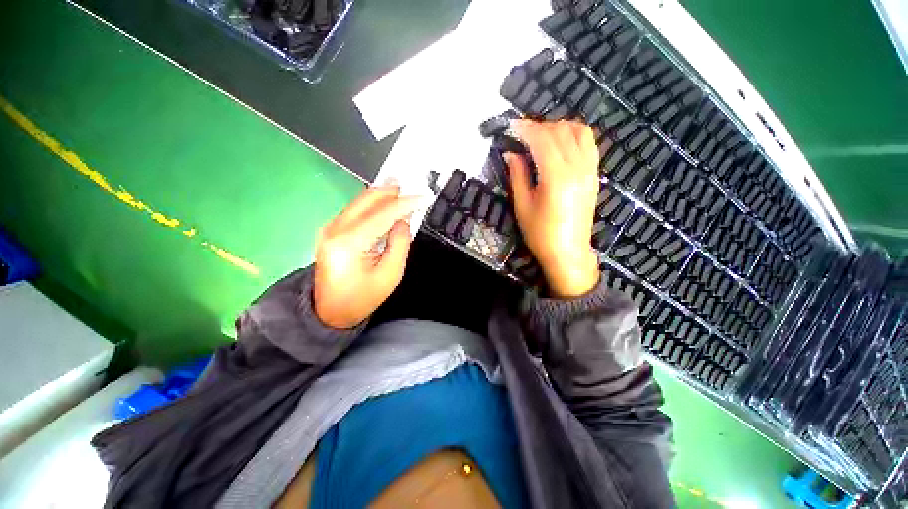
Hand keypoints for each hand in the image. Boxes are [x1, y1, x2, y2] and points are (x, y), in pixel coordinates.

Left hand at [313, 185, 422, 328]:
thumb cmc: (362, 298)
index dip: (406, 203)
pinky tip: (386, 203)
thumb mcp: (390, 275)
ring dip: (383, 195)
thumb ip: (400, 243)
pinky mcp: (331, 230)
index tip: (425, 196)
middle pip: (368, 199)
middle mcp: (335, 228)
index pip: (384, 213)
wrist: (329, 313)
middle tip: (412, 185)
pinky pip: (356, 209)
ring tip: (402, 190)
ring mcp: (330, 228)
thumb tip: (403, 221)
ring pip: (360, 201)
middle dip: (392, 191)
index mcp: (350, 242)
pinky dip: (373, 204)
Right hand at [506, 120, 600, 298]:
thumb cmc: (540, 233)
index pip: (542, 139)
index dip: (525, 129)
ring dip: (558, 128)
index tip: (511, 127)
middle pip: (560, 131)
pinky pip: (589, 143)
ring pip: (579, 131)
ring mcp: (590, 170)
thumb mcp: (522, 205)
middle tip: (521, 136)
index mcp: (556, 177)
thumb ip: (517, 175)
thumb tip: (510, 153)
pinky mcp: (594, 175)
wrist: (568, 252)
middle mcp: (577, 167)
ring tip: (541, 138)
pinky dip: (574, 136)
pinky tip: (561, 145)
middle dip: (539, 127)